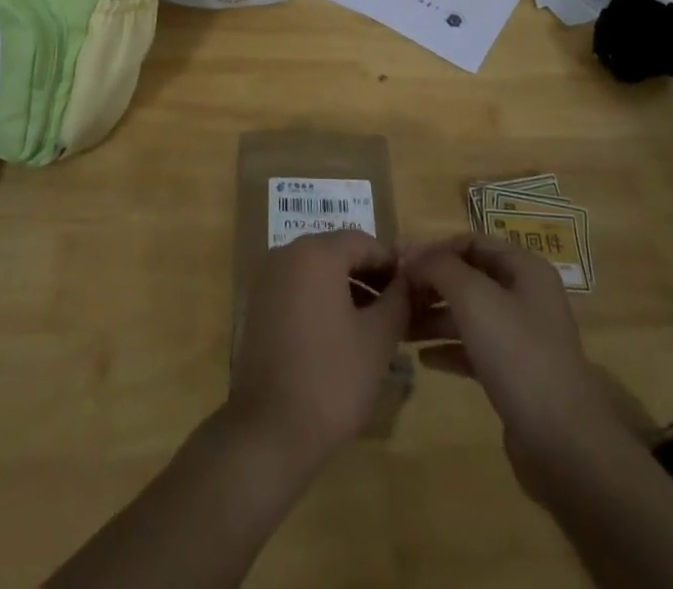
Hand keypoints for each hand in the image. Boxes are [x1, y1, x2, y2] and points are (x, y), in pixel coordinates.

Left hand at [227, 229, 409, 472]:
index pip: (363, 241)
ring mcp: (268, 280)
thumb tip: (410, 279)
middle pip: (338, 253)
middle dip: (370, 276)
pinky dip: (323, 301)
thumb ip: (399, 299)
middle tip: (399, 309)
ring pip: (318, 272)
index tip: (414, 290)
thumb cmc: (332, 378)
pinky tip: (343, 335)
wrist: (269, 431)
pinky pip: (299, 290)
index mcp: (315, 253)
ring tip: (377, 325)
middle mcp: (287, 254)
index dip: (392, 263)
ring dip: (348, 290)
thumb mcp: (378, 338)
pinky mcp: (258, 307)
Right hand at [405, 234, 637, 498]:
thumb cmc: (518, 354)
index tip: (399, 263)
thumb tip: (412, 256)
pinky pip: (473, 348)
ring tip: (400, 328)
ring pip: (468, 314)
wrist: (562, 442)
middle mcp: (525, 296)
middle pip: (468, 278)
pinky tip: (421, 358)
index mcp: (524, 269)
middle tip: (395, 297)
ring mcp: (521, 337)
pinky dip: (447, 348)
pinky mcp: (513, 374)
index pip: (471, 243)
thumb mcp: (474, 298)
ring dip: (433, 317)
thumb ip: (439, 267)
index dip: (434, 249)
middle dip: (430, 285)